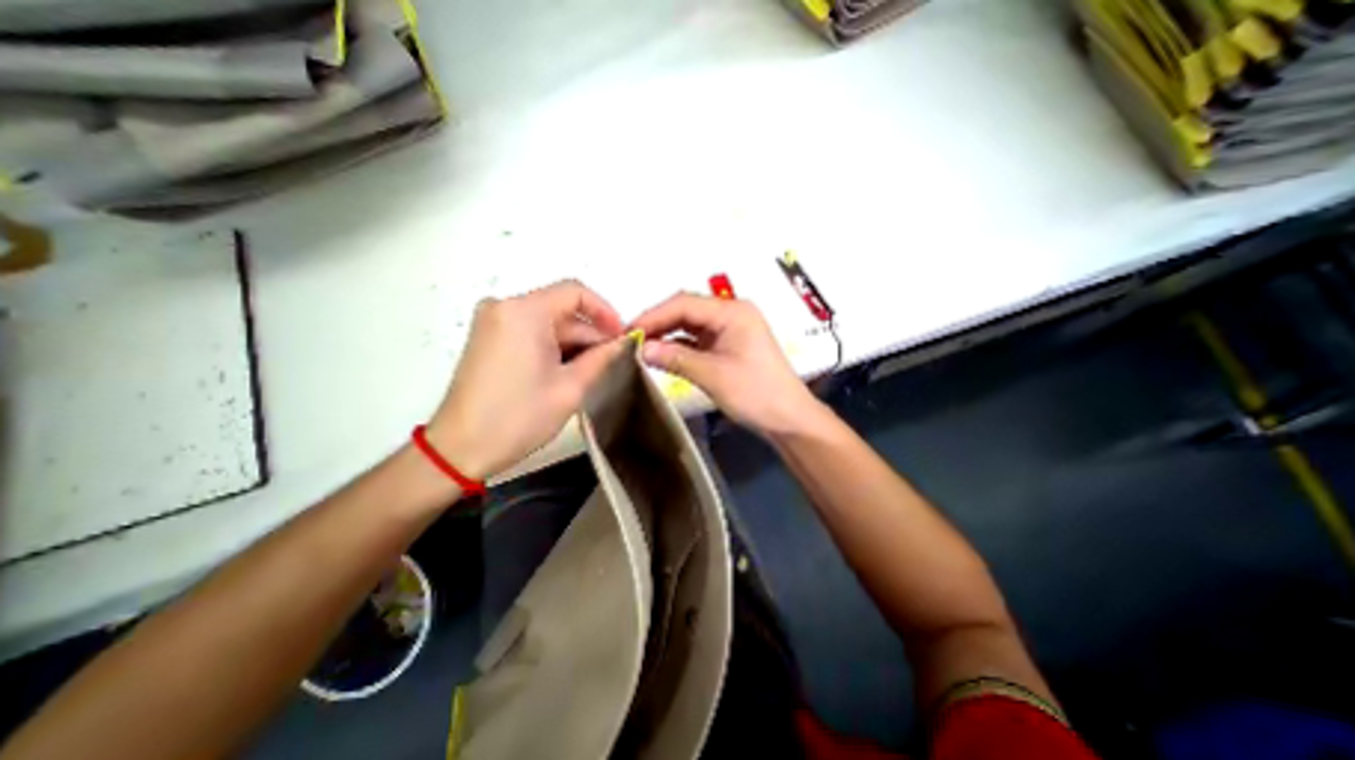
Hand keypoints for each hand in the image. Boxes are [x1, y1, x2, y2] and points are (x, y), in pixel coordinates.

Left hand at [425, 280, 627, 480]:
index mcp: (524, 312)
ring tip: (591, 372)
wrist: (460, 449)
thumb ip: (603, 357)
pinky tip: (566, 372)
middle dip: (590, 334)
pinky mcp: (488, 338)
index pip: (575, 292)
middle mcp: (504, 307)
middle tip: (613, 361)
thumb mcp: (571, 387)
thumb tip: (626, 342)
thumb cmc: (519, 417)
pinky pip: (531, 332)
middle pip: (561, 309)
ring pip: (548, 323)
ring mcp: (493, 322)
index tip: (622, 337)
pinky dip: (553, 348)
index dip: (605, 311)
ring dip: (573, 344)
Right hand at [630, 294, 819, 438]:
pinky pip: (697, 339)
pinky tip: (662, 353)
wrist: (788, 419)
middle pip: (687, 310)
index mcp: (733, 312)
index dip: (654, 315)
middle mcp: (731, 313)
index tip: (628, 332)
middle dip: (658, 323)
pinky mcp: (728, 345)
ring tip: (641, 346)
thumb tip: (641, 348)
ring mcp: (730, 330)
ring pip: (690, 324)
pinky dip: (679, 345)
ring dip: (667, 334)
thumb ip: (676, 358)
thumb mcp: (713, 375)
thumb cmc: (756, 394)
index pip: (684, 304)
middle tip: (631, 339)